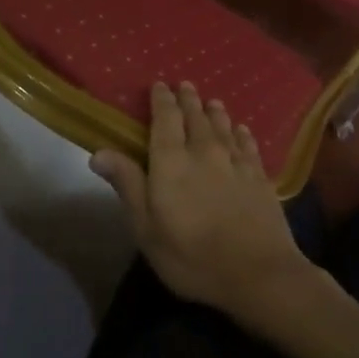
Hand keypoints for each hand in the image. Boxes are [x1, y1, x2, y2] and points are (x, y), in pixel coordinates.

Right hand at [90, 83, 318, 326]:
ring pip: (223, 126)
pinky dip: (241, 133)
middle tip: (185, 85)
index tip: (159, 85)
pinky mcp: (259, 176)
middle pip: (196, 116)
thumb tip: (99, 152)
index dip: (162, 99)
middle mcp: (204, 151)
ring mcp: (236, 161)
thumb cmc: (192, 256)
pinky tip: (242, 130)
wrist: (257, 272)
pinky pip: (248, 144)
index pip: (165, 118)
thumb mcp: (147, 228)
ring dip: (215, 112)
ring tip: (212, 101)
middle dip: (188, 99)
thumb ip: (128, 185)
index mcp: (172, 161)